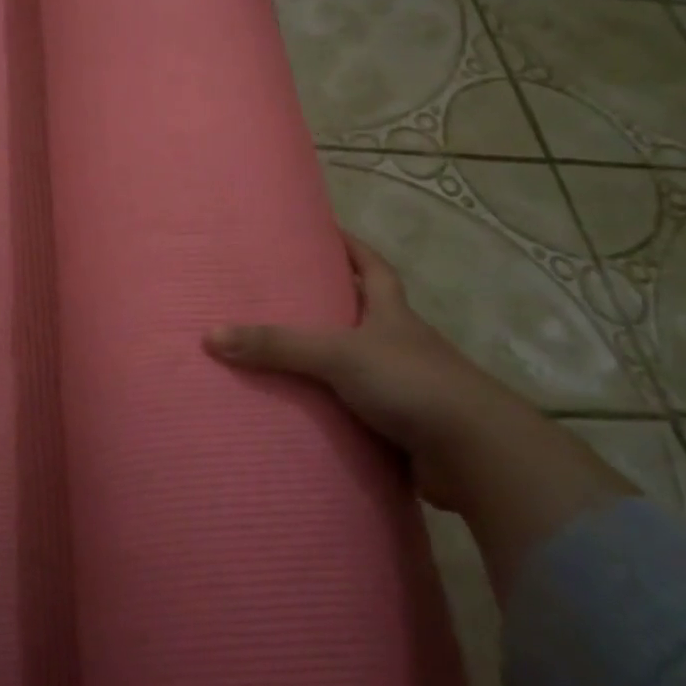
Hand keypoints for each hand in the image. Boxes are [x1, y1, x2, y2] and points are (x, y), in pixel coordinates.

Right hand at [205, 233, 535, 508]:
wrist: (475, 454)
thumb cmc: (411, 382)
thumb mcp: (339, 354)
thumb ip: (278, 345)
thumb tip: (210, 336)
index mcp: (392, 312)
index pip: (373, 266)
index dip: (350, 247)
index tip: (324, 231)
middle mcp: (400, 343)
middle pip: (364, 313)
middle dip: (330, 303)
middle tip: (282, 296)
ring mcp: (403, 386)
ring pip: (357, 364)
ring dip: (327, 361)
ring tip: (279, 356)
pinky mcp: (400, 426)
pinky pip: (356, 409)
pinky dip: (333, 409)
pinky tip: (303, 413)